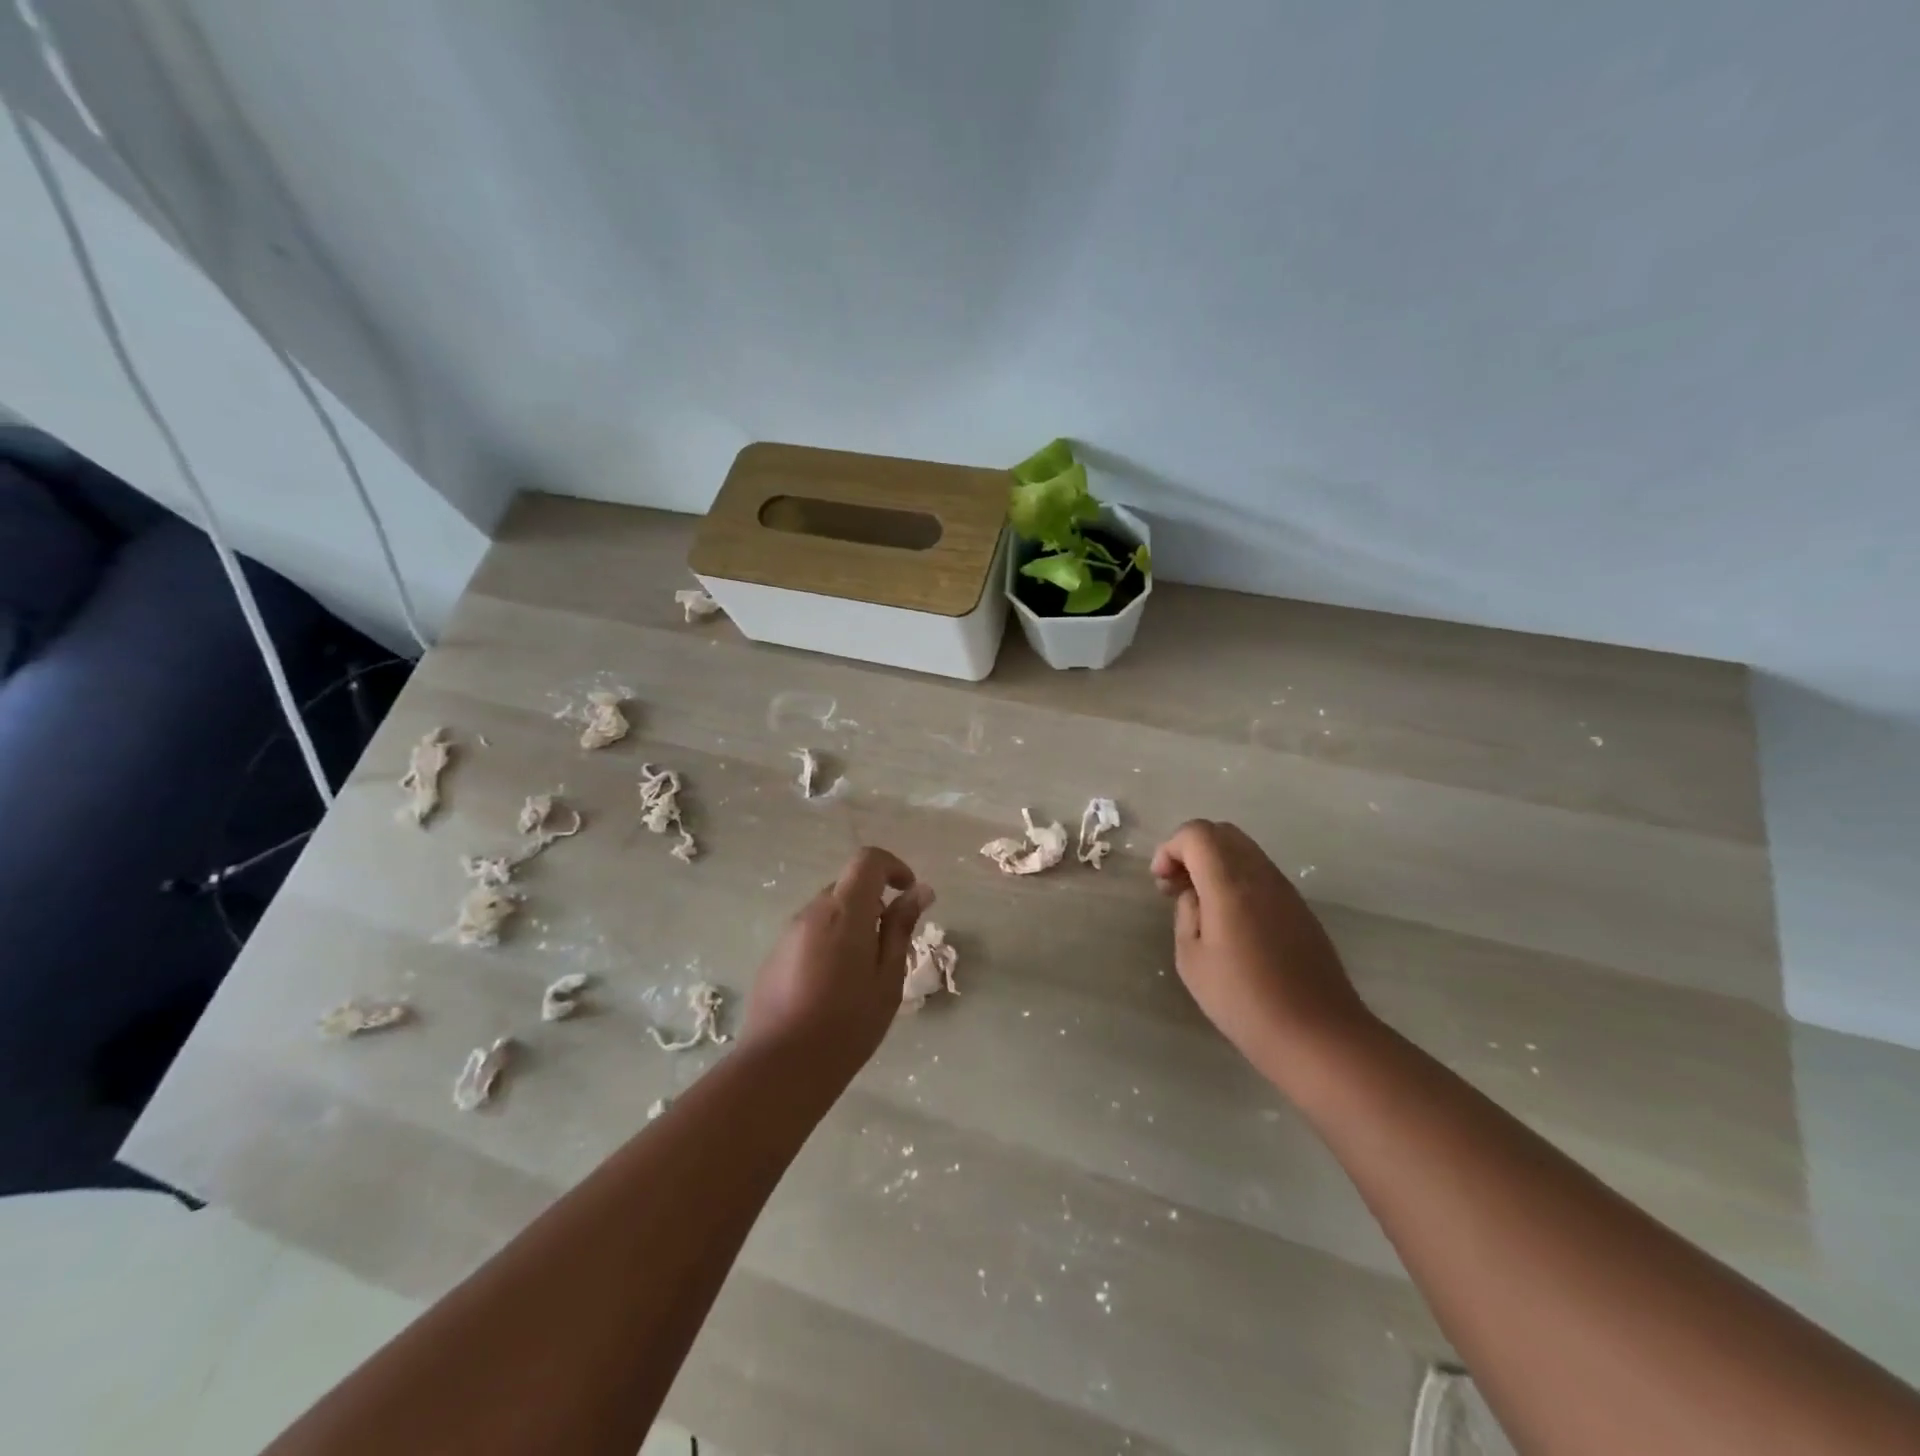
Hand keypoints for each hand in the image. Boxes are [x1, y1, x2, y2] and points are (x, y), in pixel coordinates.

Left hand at [741, 846, 933, 1086]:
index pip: (867, 860)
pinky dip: (830, 943)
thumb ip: (901, 928)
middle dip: (875, 904)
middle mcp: (812, 912)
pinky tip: (833, 988)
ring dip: (852, 926)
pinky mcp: (774, 956)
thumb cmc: (847, 1024)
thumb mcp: (888, 977)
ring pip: (829, 911)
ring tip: (863, 975)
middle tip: (891, 949)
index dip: (892, 866)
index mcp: (845, 911)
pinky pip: (810, 933)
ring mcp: (788, 933)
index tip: (909, 893)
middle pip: (848, 887)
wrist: (781, 1067)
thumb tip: (920, 890)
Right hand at [1151, 820, 1373, 1077]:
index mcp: (1230, 883)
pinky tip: (1229, 919)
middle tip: (1175, 886)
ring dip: (1214, 863)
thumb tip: (1194, 895)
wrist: (1317, 1034)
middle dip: (1190, 849)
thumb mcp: (1192, 959)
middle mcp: (1260, 875)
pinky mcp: (1300, 908)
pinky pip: (1260, 873)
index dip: (1170, 848)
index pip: (1197, 834)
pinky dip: (1236, 878)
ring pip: (1244, 850)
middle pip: (1222, 833)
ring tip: (1199, 904)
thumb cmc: (1244, 1000)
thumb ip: (1186, 914)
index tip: (1160, 882)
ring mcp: (1285, 890)